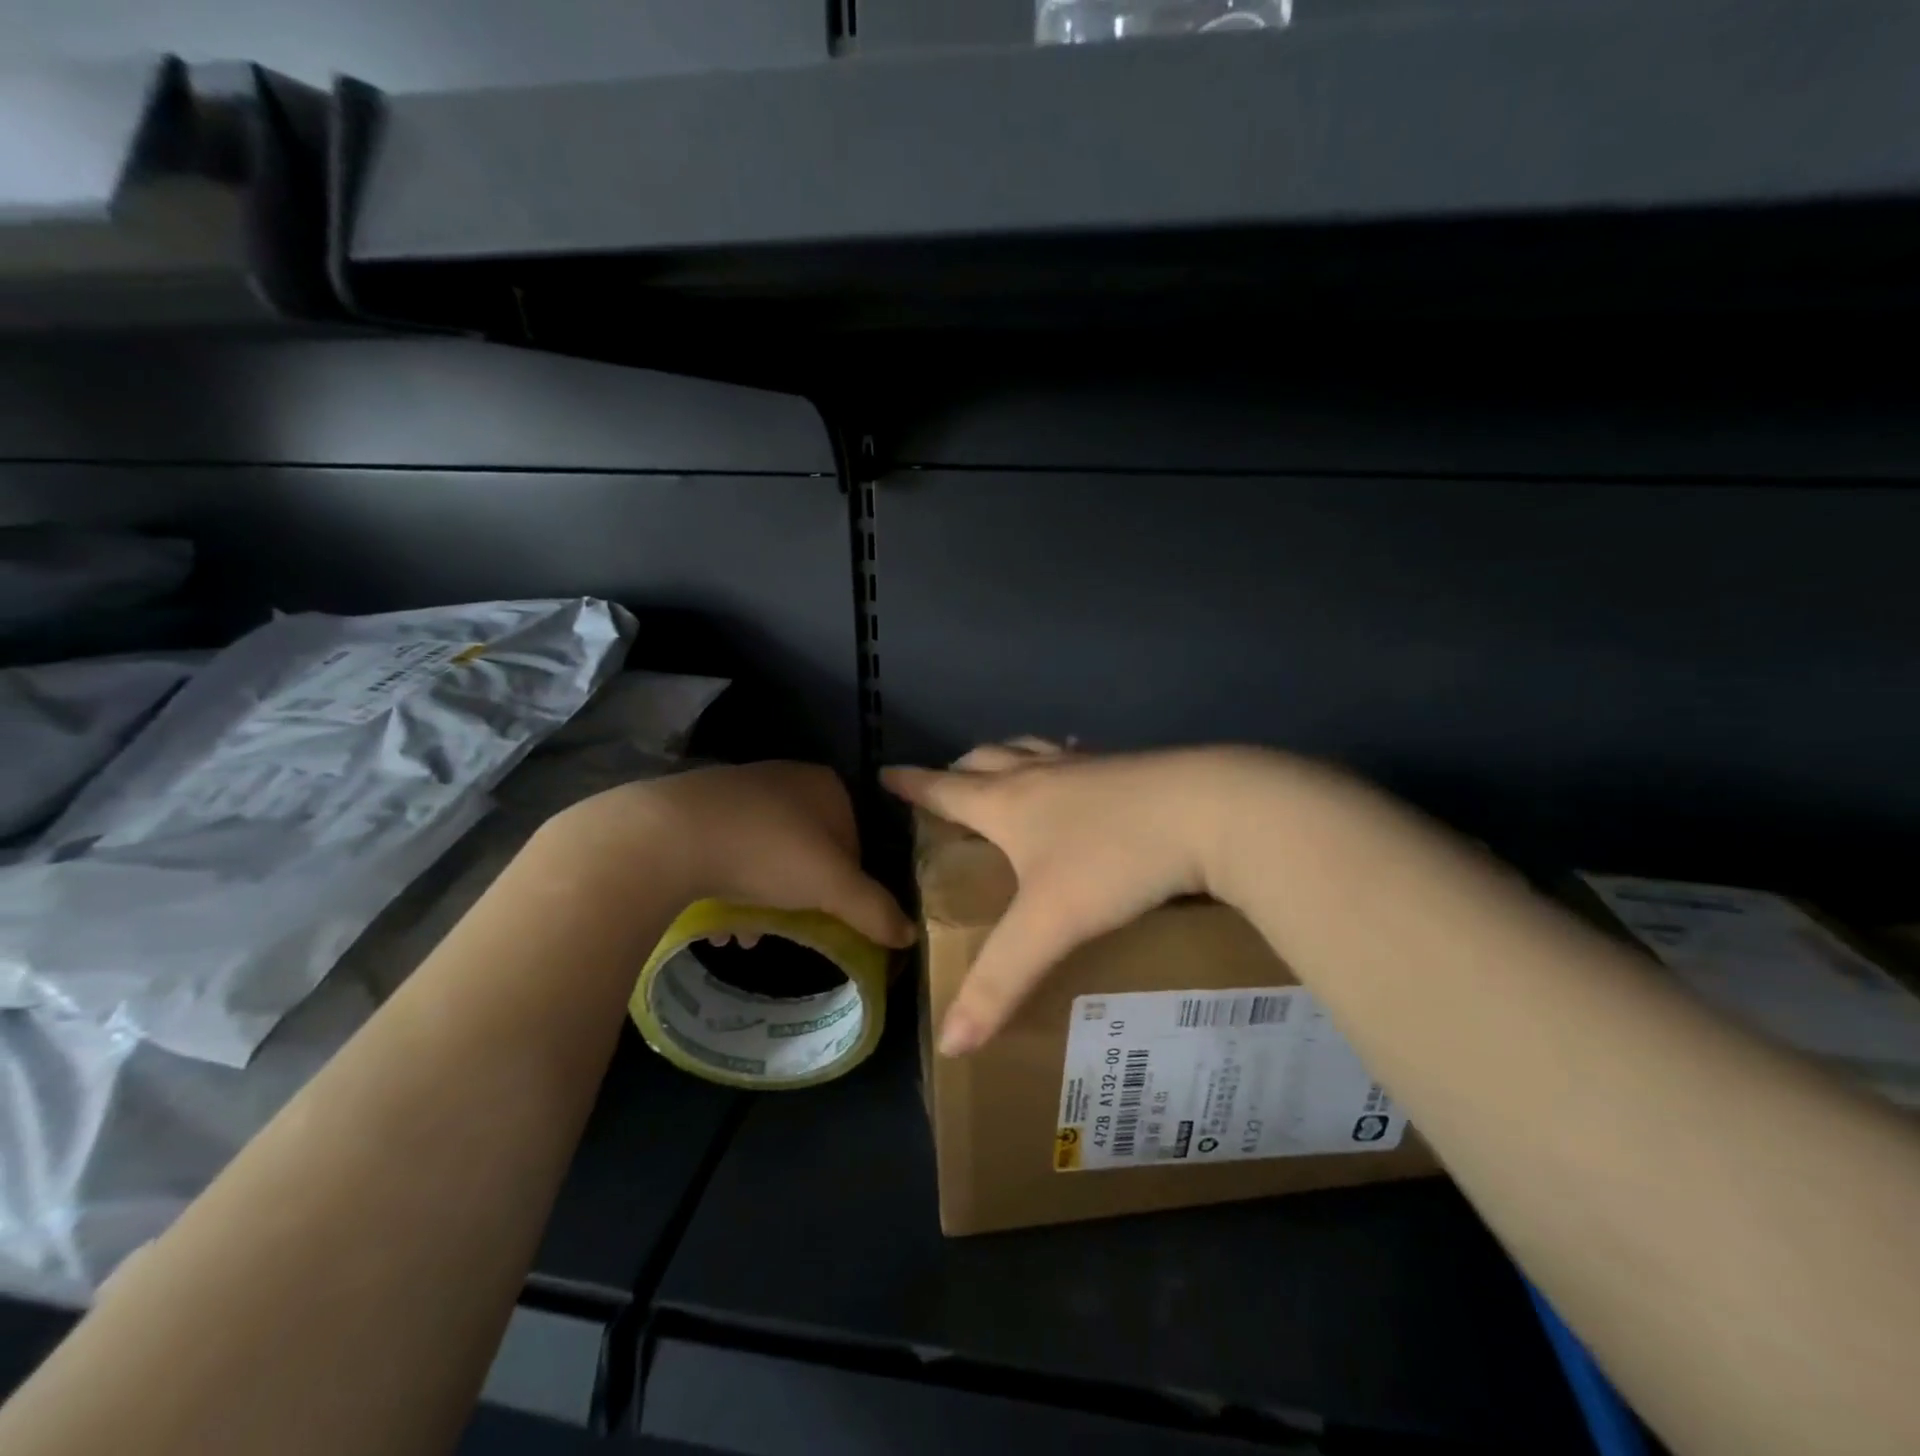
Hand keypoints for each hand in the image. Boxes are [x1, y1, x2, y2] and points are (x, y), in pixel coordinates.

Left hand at [547, 762, 914, 949]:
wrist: (666, 836)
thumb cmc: (765, 852)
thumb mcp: (831, 886)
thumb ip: (874, 910)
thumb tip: (911, 936)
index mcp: (824, 785)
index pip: (854, 839)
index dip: (847, 883)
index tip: (829, 916)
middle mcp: (784, 777)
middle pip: (809, 849)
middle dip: (801, 896)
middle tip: (789, 930)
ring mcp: (738, 788)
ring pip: (766, 853)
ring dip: (764, 899)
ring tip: (748, 937)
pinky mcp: (696, 807)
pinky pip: (729, 850)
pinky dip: (731, 886)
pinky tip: (719, 923)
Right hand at [884, 740, 1280, 1053]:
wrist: (1211, 810)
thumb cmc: (1115, 860)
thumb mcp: (1050, 925)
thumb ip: (1000, 983)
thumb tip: (949, 1044)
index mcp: (1009, 804)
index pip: (943, 790)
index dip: (912, 785)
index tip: (887, 774)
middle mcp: (1041, 775)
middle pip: (985, 760)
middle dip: (958, 770)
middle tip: (947, 785)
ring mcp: (1087, 765)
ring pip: (1031, 749)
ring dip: (1007, 756)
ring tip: (1006, 769)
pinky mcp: (1128, 766)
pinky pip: (1080, 755)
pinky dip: (1063, 759)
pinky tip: (1084, 770)